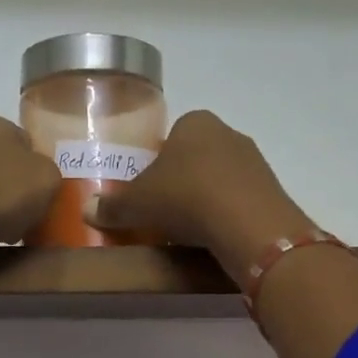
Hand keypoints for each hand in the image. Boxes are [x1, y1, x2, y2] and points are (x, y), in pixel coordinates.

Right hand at [87, 111, 316, 284]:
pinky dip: (226, 214)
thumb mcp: (138, 204)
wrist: (247, 223)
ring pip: (220, 179)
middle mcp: (227, 132)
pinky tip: (215, 235)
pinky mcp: (271, 189)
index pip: (170, 139)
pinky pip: (239, 199)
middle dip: (182, 182)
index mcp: (194, 122)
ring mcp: (254, 160)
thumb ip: (112, 205)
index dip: (157, 165)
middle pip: (196, 158)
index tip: (149, 193)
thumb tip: (86, 209)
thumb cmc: (185, 197)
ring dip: (206, 199)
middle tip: (165, 213)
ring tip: (190, 230)